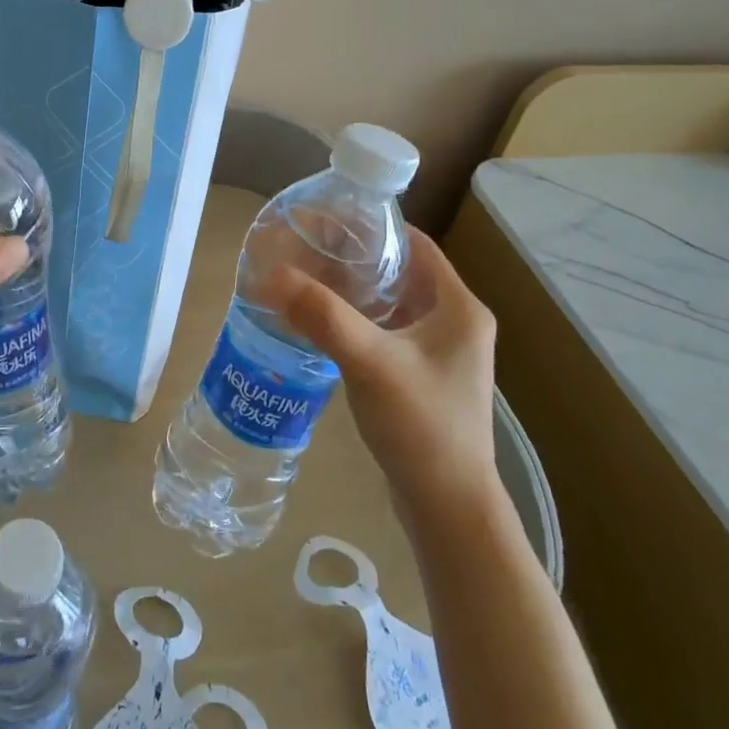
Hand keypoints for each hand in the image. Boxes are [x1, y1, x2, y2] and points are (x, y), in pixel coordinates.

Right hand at [268, 227, 498, 517]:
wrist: (448, 507)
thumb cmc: (421, 427)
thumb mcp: (369, 362)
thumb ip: (321, 316)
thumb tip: (269, 275)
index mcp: (458, 307)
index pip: (414, 245)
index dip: (370, 228)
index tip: (323, 222)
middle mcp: (455, 323)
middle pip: (398, 272)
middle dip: (351, 259)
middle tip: (301, 250)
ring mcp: (439, 353)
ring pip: (389, 303)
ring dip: (350, 291)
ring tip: (304, 281)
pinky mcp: (422, 377)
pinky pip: (385, 332)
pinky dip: (355, 321)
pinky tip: (320, 325)